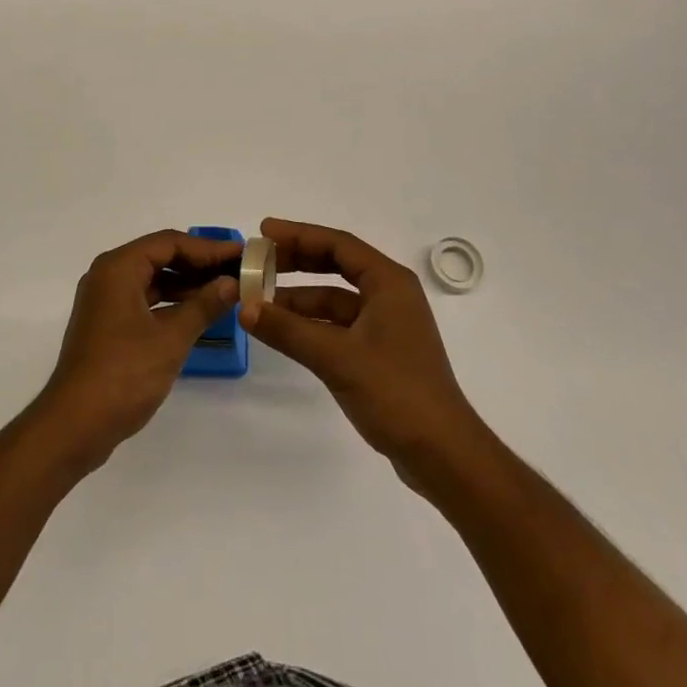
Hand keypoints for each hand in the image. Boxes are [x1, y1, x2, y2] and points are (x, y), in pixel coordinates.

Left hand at [35, 230, 240, 472]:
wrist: (74, 426)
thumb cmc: (124, 373)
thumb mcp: (171, 338)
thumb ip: (204, 305)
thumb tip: (232, 283)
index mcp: (118, 268)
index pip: (170, 243)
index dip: (208, 248)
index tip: (240, 255)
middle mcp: (108, 276)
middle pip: (160, 257)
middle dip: (198, 264)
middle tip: (236, 271)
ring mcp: (105, 301)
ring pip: (152, 280)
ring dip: (186, 284)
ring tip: (224, 291)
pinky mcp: (107, 325)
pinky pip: (144, 300)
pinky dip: (170, 303)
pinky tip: (197, 314)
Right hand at [241, 218, 484, 481]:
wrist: (442, 454)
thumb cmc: (395, 392)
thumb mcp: (336, 357)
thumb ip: (288, 330)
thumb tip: (244, 308)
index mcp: (389, 282)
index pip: (338, 244)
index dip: (299, 234)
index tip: (264, 232)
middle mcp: (390, 295)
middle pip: (337, 265)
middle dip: (297, 261)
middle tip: (259, 261)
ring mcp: (386, 324)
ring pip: (335, 298)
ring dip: (300, 298)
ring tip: (261, 299)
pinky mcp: (381, 351)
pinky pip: (339, 324)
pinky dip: (312, 324)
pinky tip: (285, 330)